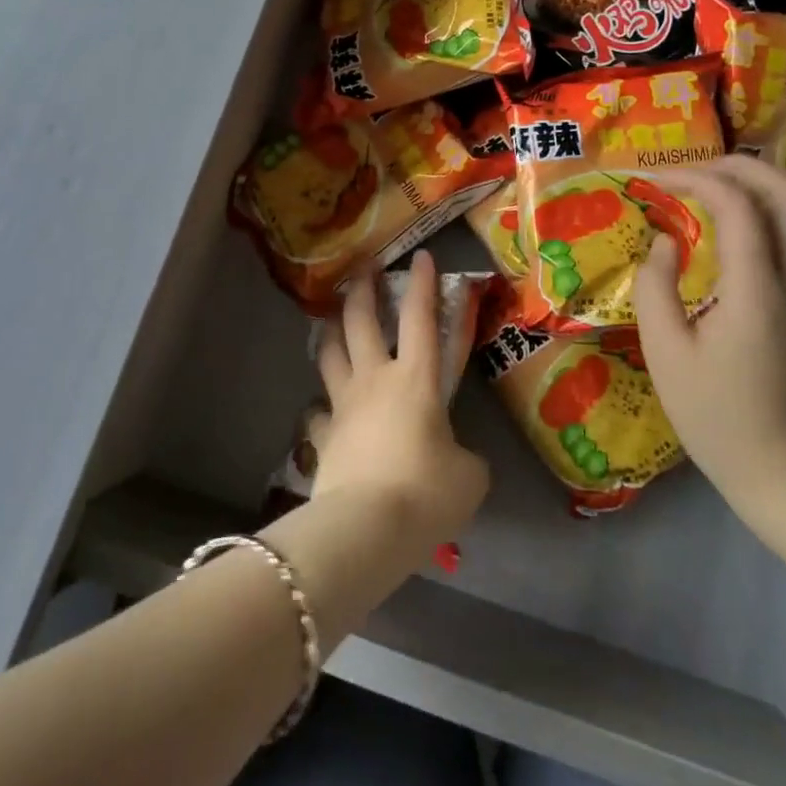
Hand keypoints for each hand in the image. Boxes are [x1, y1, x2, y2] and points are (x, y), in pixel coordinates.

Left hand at [309, 250, 489, 551]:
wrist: (367, 530)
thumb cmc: (426, 493)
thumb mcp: (468, 477)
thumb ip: (464, 457)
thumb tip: (455, 459)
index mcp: (416, 379)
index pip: (420, 318)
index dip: (421, 284)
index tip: (420, 255)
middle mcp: (375, 380)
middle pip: (360, 321)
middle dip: (362, 288)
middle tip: (363, 267)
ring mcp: (343, 406)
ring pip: (330, 353)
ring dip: (331, 329)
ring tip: (332, 317)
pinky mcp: (322, 439)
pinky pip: (317, 414)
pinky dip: (320, 407)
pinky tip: (321, 409)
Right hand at [631, 156, 785, 526]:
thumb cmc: (718, 417)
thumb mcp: (666, 354)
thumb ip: (657, 287)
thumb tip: (664, 241)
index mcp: (756, 288)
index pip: (737, 204)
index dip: (694, 178)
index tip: (653, 181)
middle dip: (740, 165)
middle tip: (692, 170)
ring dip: (758, 183)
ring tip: (709, 185)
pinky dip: (764, 209)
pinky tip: (728, 224)